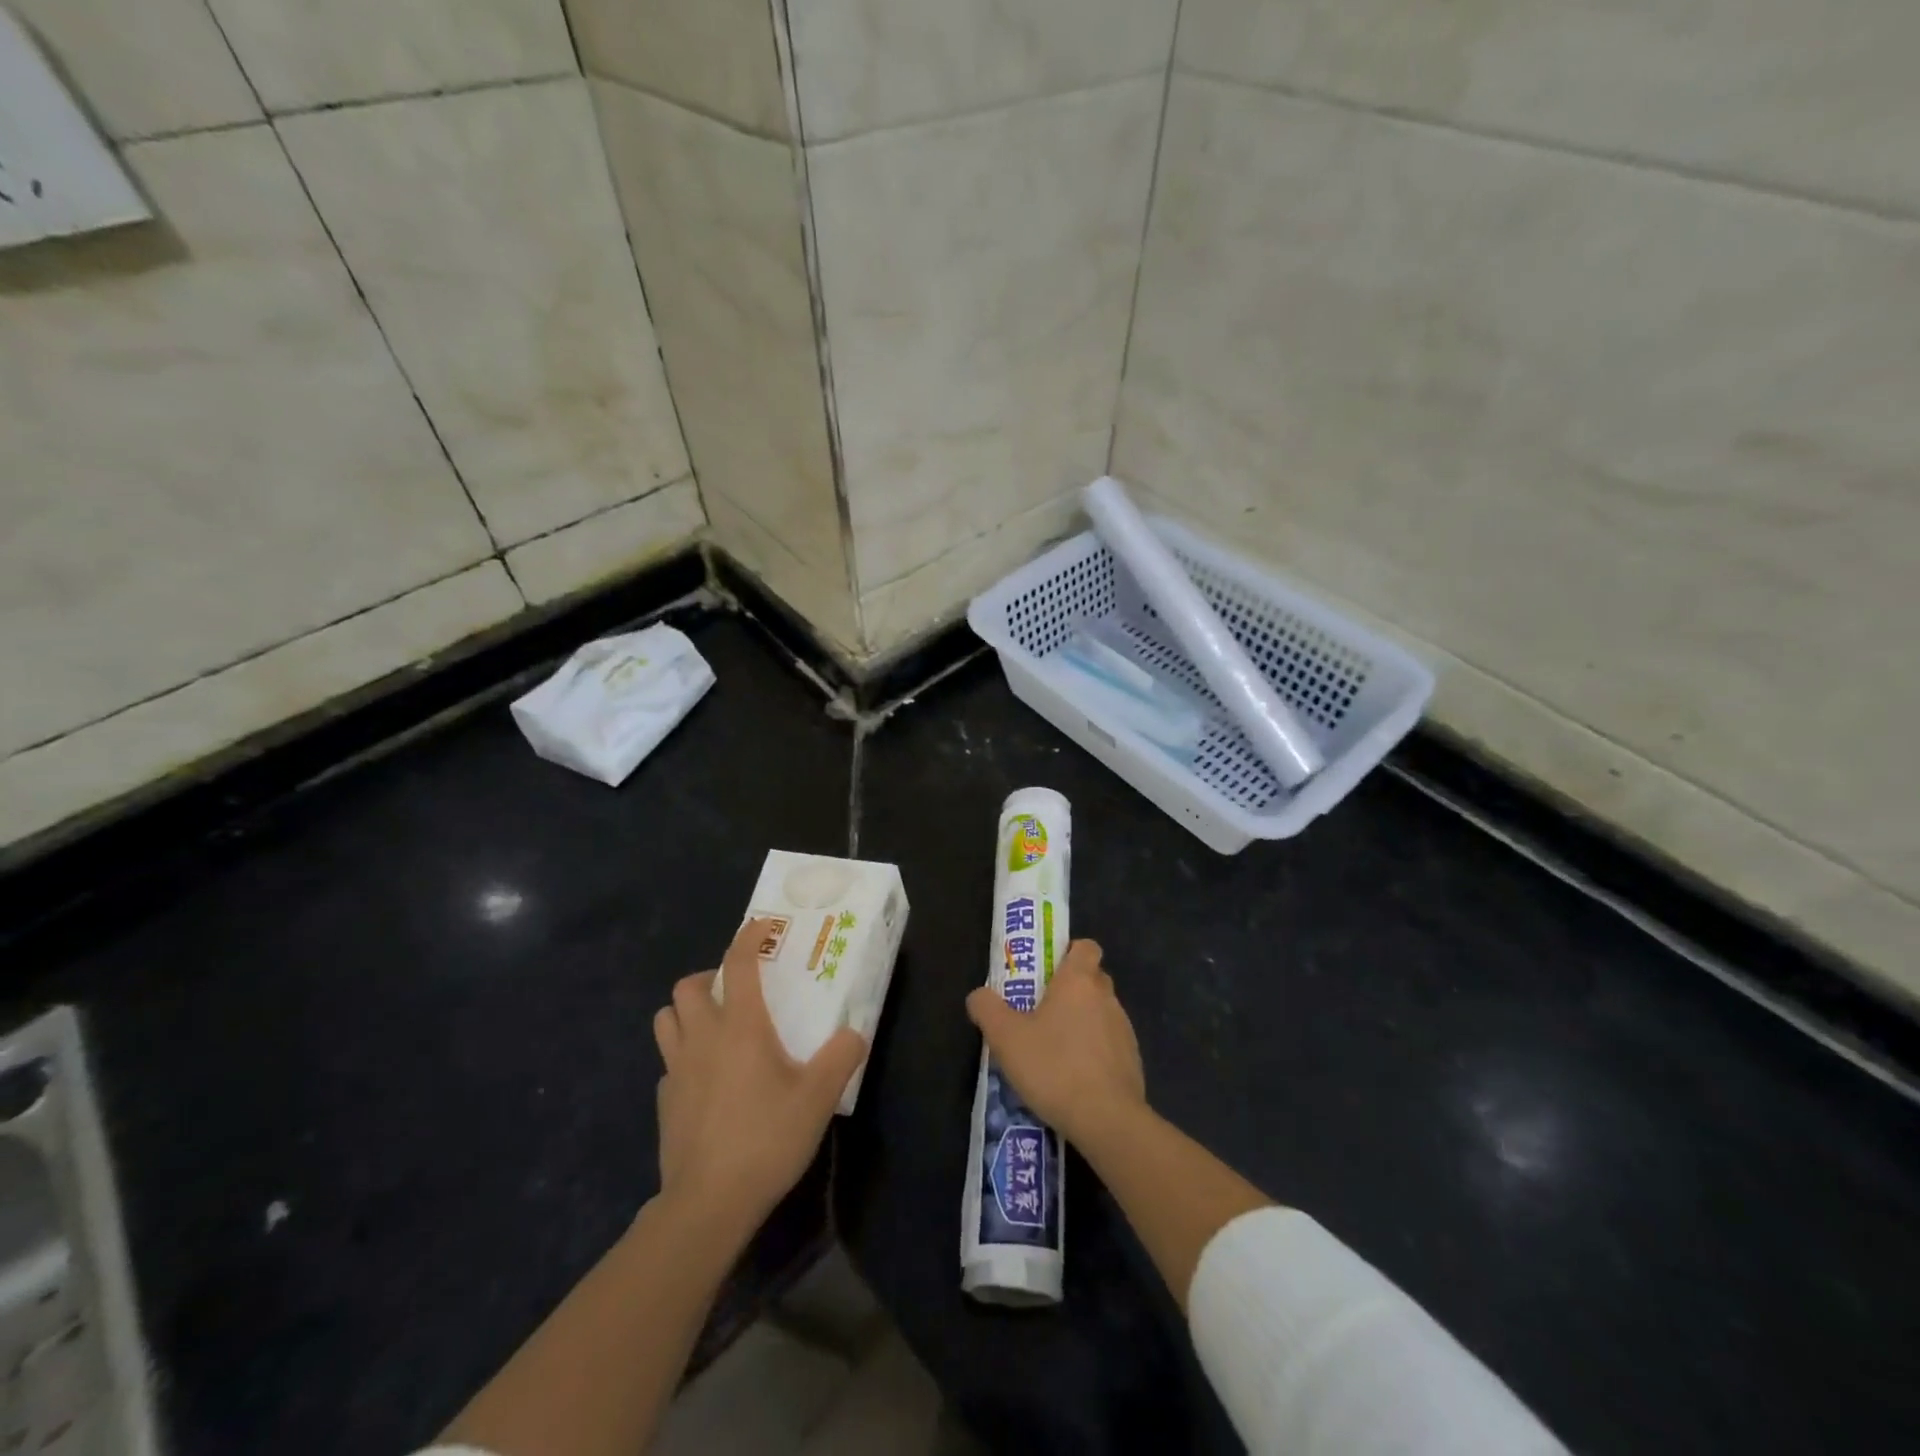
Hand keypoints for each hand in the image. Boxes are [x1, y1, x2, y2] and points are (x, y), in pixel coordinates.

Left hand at [652, 919, 867, 1233]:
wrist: (708, 1203)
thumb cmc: (766, 1139)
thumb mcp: (819, 1097)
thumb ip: (842, 1057)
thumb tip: (854, 1033)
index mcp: (741, 1027)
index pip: (738, 964)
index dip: (748, 938)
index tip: (761, 926)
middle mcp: (703, 1038)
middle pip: (688, 987)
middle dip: (710, 977)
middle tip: (736, 991)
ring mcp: (676, 1071)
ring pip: (666, 1020)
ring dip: (687, 1013)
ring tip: (714, 1027)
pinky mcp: (664, 1102)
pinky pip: (668, 1063)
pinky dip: (684, 1058)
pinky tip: (706, 1080)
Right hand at [966, 939, 1146, 1149]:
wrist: (1107, 1120)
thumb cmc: (1054, 1067)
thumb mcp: (1005, 1038)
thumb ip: (987, 1009)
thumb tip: (978, 995)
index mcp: (1078, 981)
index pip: (1085, 947)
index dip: (1068, 953)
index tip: (1048, 972)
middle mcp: (1106, 997)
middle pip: (1092, 978)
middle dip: (1070, 989)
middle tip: (1041, 1011)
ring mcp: (1124, 1029)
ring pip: (1101, 1012)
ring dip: (1082, 1022)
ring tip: (1054, 1050)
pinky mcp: (1133, 1060)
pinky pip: (1110, 1043)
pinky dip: (1094, 1051)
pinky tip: (1073, 1077)